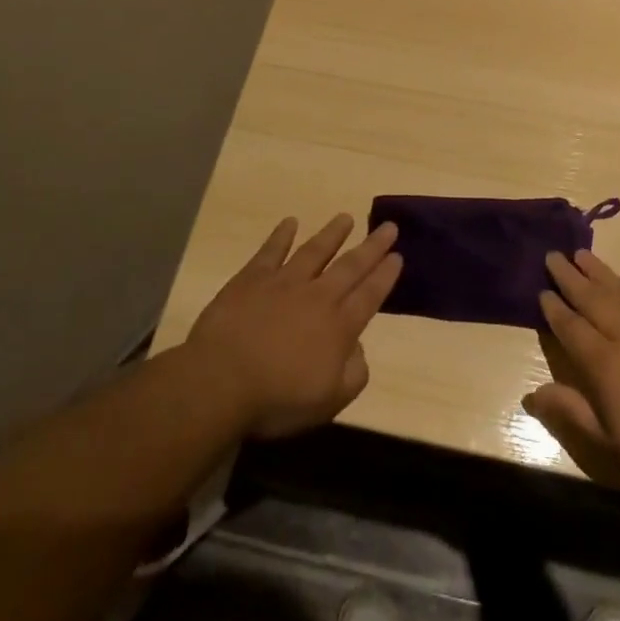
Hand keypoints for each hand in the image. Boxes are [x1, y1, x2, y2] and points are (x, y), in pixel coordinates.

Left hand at [186, 214, 401, 438]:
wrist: (222, 381)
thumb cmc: (277, 399)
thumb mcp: (329, 402)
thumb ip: (354, 374)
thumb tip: (358, 348)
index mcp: (339, 327)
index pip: (370, 295)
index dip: (385, 276)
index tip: (398, 256)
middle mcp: (318, 297)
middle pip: (351, 266)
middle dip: (372, 247)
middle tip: (389, 226)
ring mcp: (284, 283)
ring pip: (315, 251)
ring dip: (332, 234)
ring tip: (346, 218)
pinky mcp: (252, 278)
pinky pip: (271, 250)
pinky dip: (281, 235)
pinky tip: (290, 222)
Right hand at [526, 252, 619, 499]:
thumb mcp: (611, 445)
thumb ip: (571, 413)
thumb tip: (531, 393)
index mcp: (604, 365)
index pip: (571, 328)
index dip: (554, 309)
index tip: (541, 290)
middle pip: (591, 300)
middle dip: (569, 278)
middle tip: (552, 256)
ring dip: (599, 270)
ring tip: (581, 253)